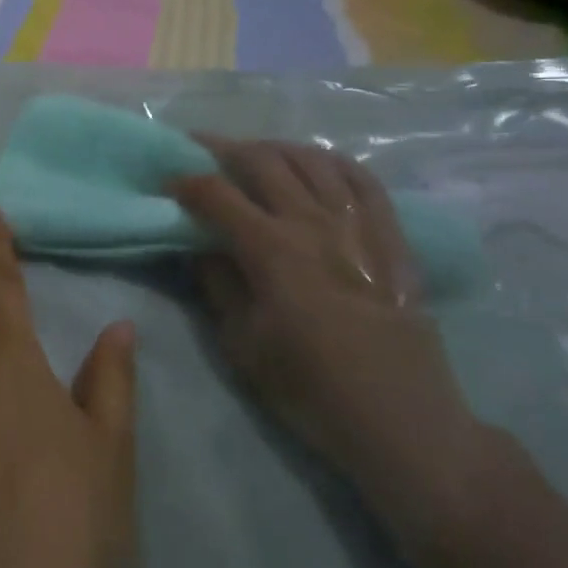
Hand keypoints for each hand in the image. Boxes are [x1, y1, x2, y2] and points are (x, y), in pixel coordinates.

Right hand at [174, 140, 475, 490]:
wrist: (400, 419)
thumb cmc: (310, 388)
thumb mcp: (242, 344)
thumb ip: (218, 285)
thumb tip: (200, 247)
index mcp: (272, 249)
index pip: (217, 194)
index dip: (186, 182)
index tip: (167, 184)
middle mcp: (313, 222)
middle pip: (262, 160)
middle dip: (223, 149)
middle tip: (200, 150)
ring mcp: (358, 224)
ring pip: (312, 159)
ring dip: (275, 149)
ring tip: (254, 154)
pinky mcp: (390, 236)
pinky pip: (362, 178)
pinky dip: (333, 162)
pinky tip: (316, 164)